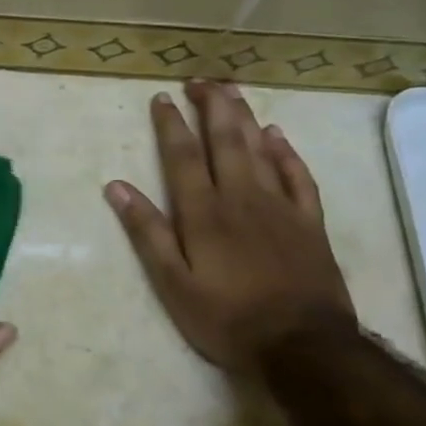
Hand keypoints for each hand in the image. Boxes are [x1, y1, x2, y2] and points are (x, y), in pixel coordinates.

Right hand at [105, 82, 355, 372]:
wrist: (302, 345)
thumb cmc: (226, 318)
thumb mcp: (173, 283)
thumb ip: (147, 232)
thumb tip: (116, 187)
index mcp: (203, 213)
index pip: (182, 157)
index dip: (170, 125)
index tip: (161, 98)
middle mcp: (241, 198)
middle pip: (224, 141)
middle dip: (210, 107)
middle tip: (199, 80)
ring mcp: (280, 207)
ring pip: (259, 149)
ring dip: (243, 117)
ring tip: (231, 91)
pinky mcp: (309, 221)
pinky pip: (297, 175)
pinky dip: (285, 151)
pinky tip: (276, 135)